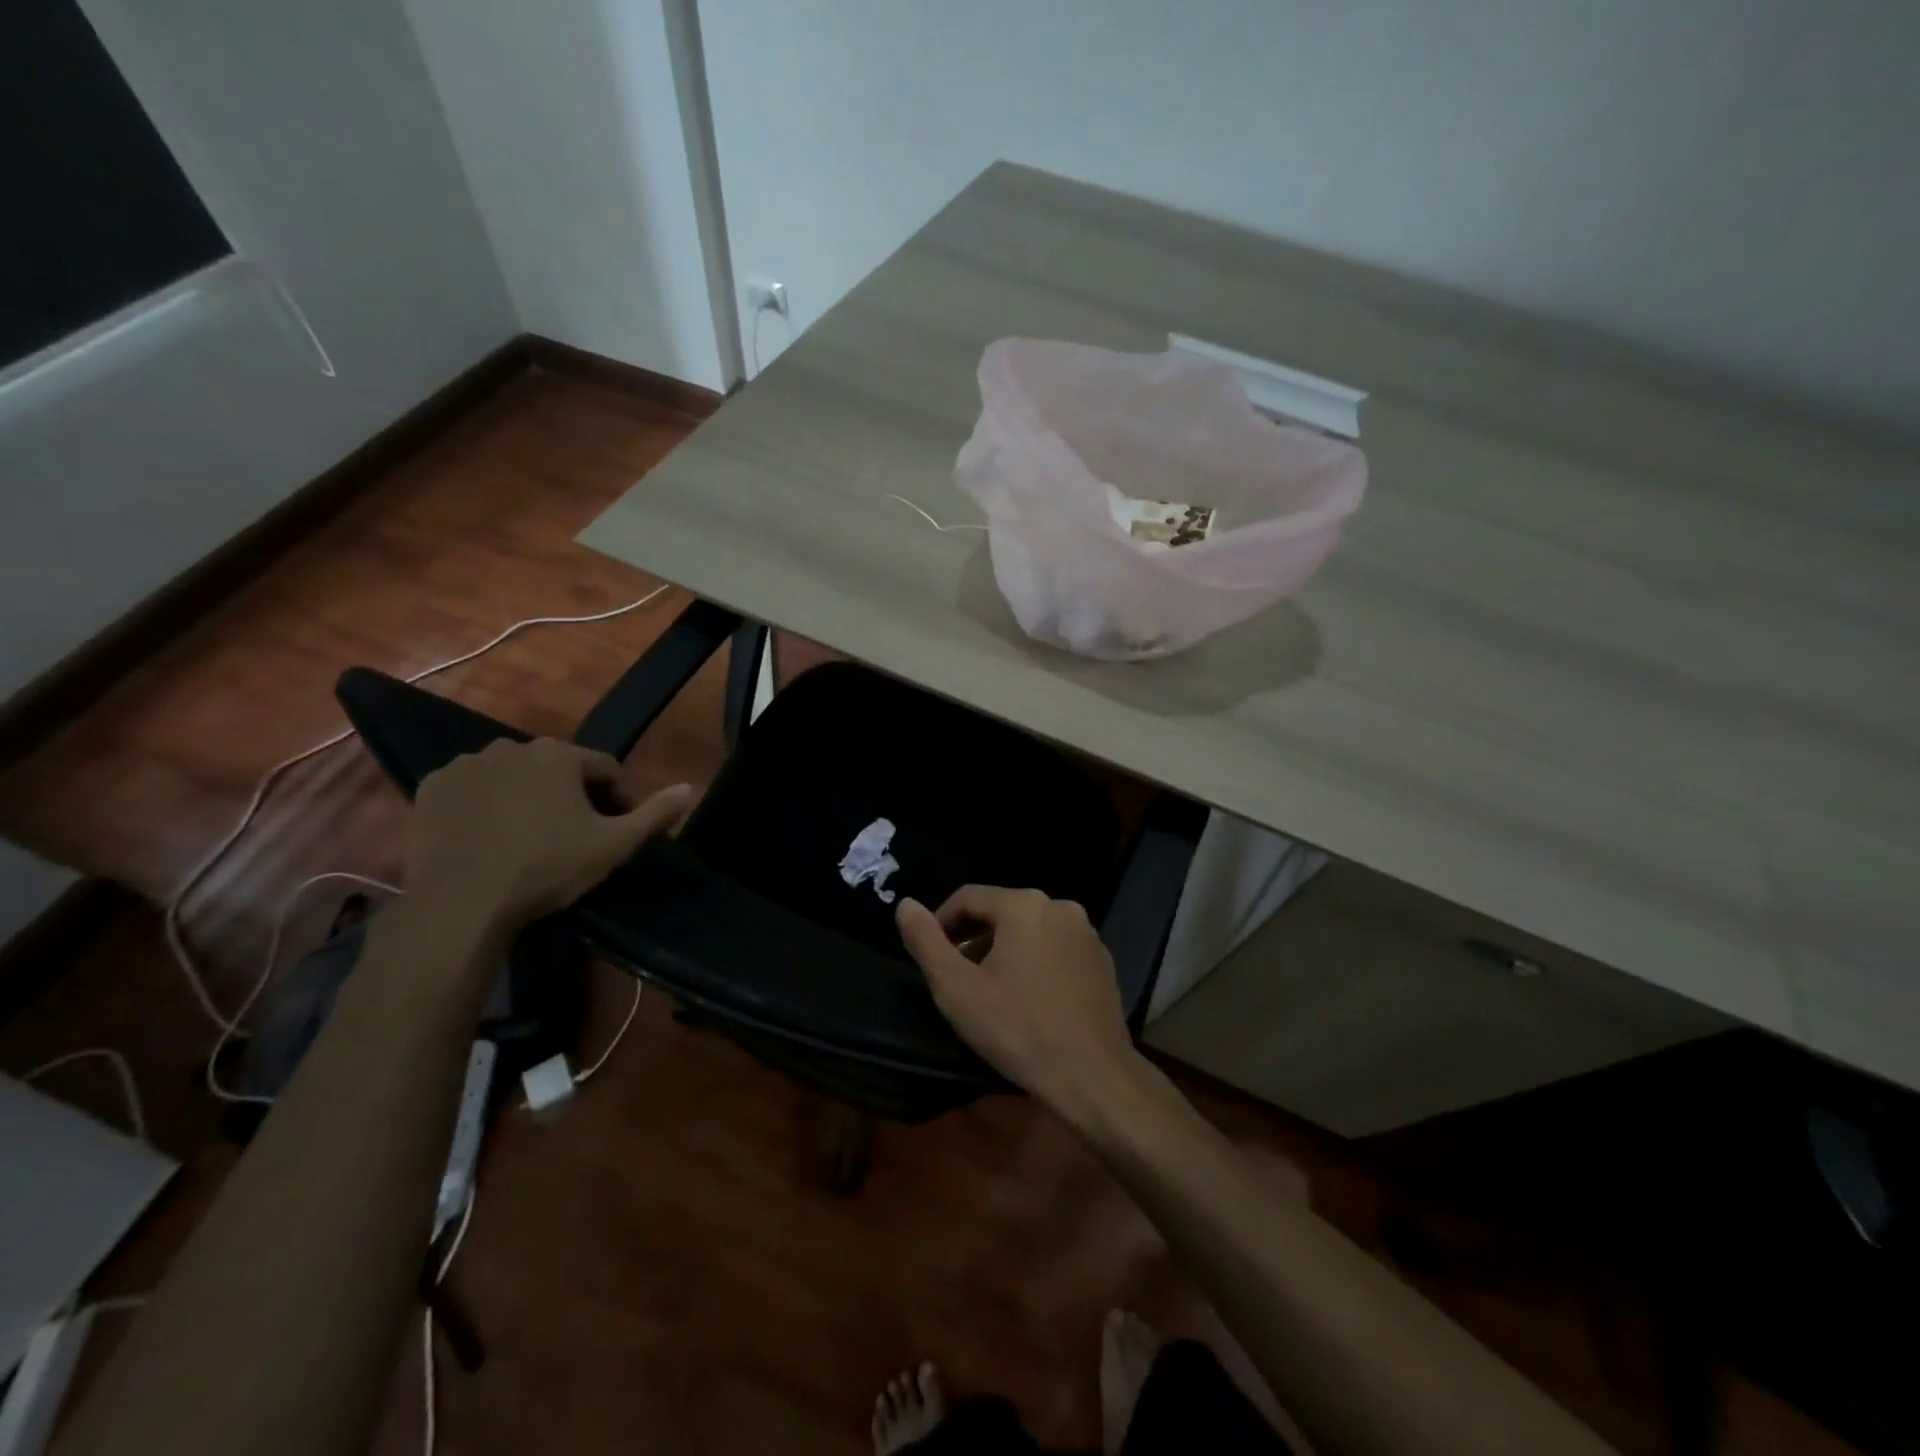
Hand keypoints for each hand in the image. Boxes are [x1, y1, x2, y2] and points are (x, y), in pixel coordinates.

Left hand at [405, 738, 691, 934]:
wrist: (460, 903)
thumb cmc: (546, 868)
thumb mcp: (614, 845)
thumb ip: (655, 813)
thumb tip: (691, 787)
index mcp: (559, 755)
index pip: (604, 769)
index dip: (618, 799)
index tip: (615, 831)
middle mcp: (512, 746)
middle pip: (557, 769)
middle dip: (570, 796)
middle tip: (572, 836)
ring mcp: (467, 764)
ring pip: (513, 776)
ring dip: (527, 797)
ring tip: (528, 837)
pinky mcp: (432, 787)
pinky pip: (471, 788)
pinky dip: (484, 804)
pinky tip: (488, 835)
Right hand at [896, 886, 1140, 1117]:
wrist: (1092, 1076)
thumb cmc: (1017, 1029)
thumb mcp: (957, 989)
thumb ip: (925, 941)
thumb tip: (905, 905)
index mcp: (1024, 905)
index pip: (968, 897)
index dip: (942, 922)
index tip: (930, 954)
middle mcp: (1060, 906)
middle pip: (1002, 911)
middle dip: (974, 938)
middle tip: (957, 975)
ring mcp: (1087, 933)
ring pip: (1031, 929)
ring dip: (1004, 949)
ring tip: (990, 988)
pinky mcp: (1102, 959)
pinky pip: (1057, 947)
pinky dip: (1035, 961)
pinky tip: (1029, 997)